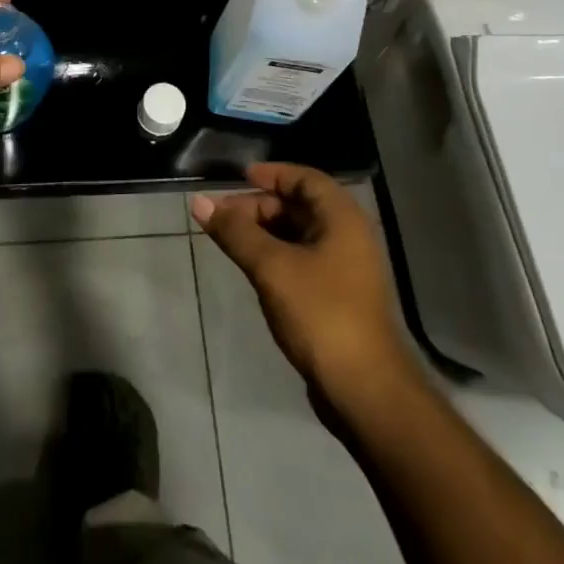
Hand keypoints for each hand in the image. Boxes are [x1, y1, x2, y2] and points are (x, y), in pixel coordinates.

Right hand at [192, 164, 409, 396]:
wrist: (364, 389)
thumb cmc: (320, 313)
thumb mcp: (272, 267)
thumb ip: (236, 232)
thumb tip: (199, 202)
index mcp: (342, 218)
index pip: (305, 178)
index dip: (272, 174)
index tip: (239, 178)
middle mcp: (348, 236)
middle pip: (300, 206)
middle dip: (260, 207)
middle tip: (222, 217)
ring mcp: (346, 269)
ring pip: (299, 235)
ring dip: (265, 233)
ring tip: (229, 241)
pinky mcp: (338, 297)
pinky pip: (303, 260)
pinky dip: (277, 256)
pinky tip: (253, 269)